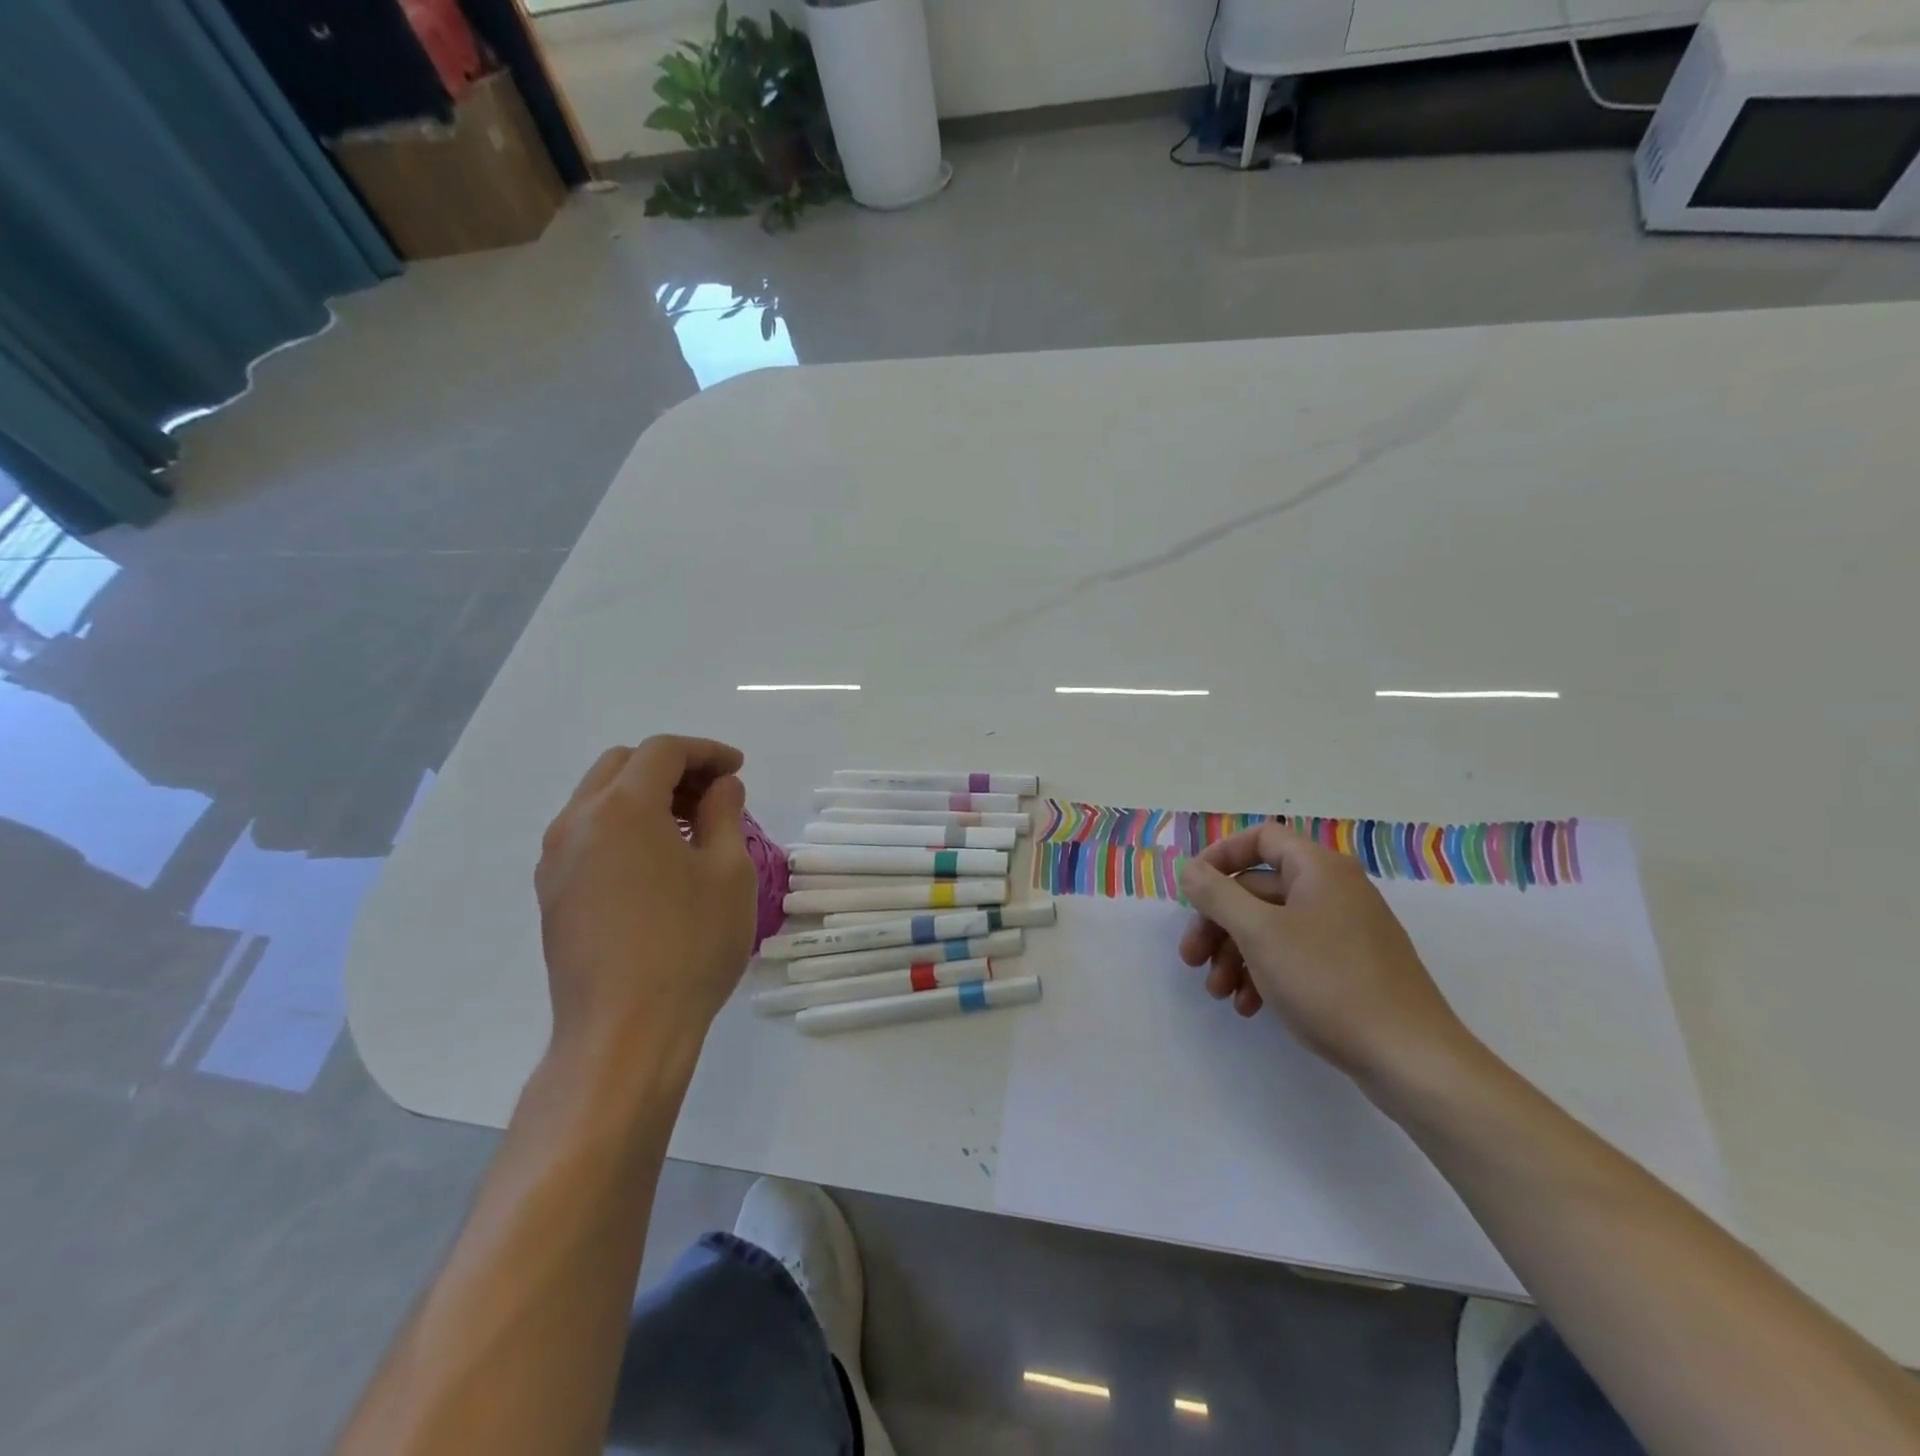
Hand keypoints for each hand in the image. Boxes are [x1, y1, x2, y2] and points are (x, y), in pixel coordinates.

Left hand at [535, 736, 757, 1066]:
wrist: (624, 1032)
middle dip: (672, 768)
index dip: (706, 752)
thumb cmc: (689, 945)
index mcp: (621, 808)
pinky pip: (588, 835)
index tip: (738, 770)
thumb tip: (721, 787)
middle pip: (623, 765)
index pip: (663, 751)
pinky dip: (624, 826)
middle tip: (714, 795)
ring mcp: (556, 860)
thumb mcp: (728, 872)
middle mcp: (576, 822)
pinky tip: (657, 861)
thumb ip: (724, 814)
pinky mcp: (552, 894)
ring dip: (645, 796)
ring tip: (690, 828)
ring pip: (599, 799)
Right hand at [1177, 823, 1472, 1082]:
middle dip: (1218, 924)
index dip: (1220, 857)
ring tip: (1219, 993)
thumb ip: (1217, 894)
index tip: (1191, 890)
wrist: (1410, 1057)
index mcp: (1318, 868)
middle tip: (1191, 958)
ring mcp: (1345, 930)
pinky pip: (1294, 954)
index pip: (1260, 839)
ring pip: (1271, 927)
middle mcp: (1333, 890)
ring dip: (1235, 955)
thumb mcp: (1260, 933)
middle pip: (1258, 889)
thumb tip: (1190, 868)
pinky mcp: (1350, 967)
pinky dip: (1265, 973)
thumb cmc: (1328, 981)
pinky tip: (1249, 1006)